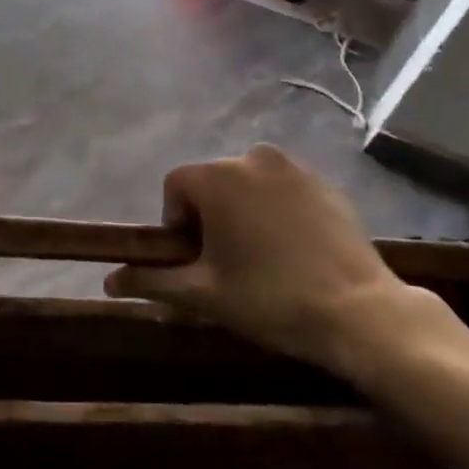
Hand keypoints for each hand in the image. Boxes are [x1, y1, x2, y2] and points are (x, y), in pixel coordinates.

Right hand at [105, 144, 437, 374]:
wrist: (360, 311)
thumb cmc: (270, 299)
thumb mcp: (204, 294)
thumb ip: (152, 280)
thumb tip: (108, 280)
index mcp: (218, 176)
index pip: (175, 187)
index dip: (176, 225)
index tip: (195, 261)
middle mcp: (252, 157)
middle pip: (212, 183)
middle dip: (209, 217)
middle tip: (227, 264)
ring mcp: (293, 166)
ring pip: (248, 184)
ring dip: (243, 212)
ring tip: (261, 258)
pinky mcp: (324, 182)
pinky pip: (283, 189)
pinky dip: (277, 211)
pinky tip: (293, 251)